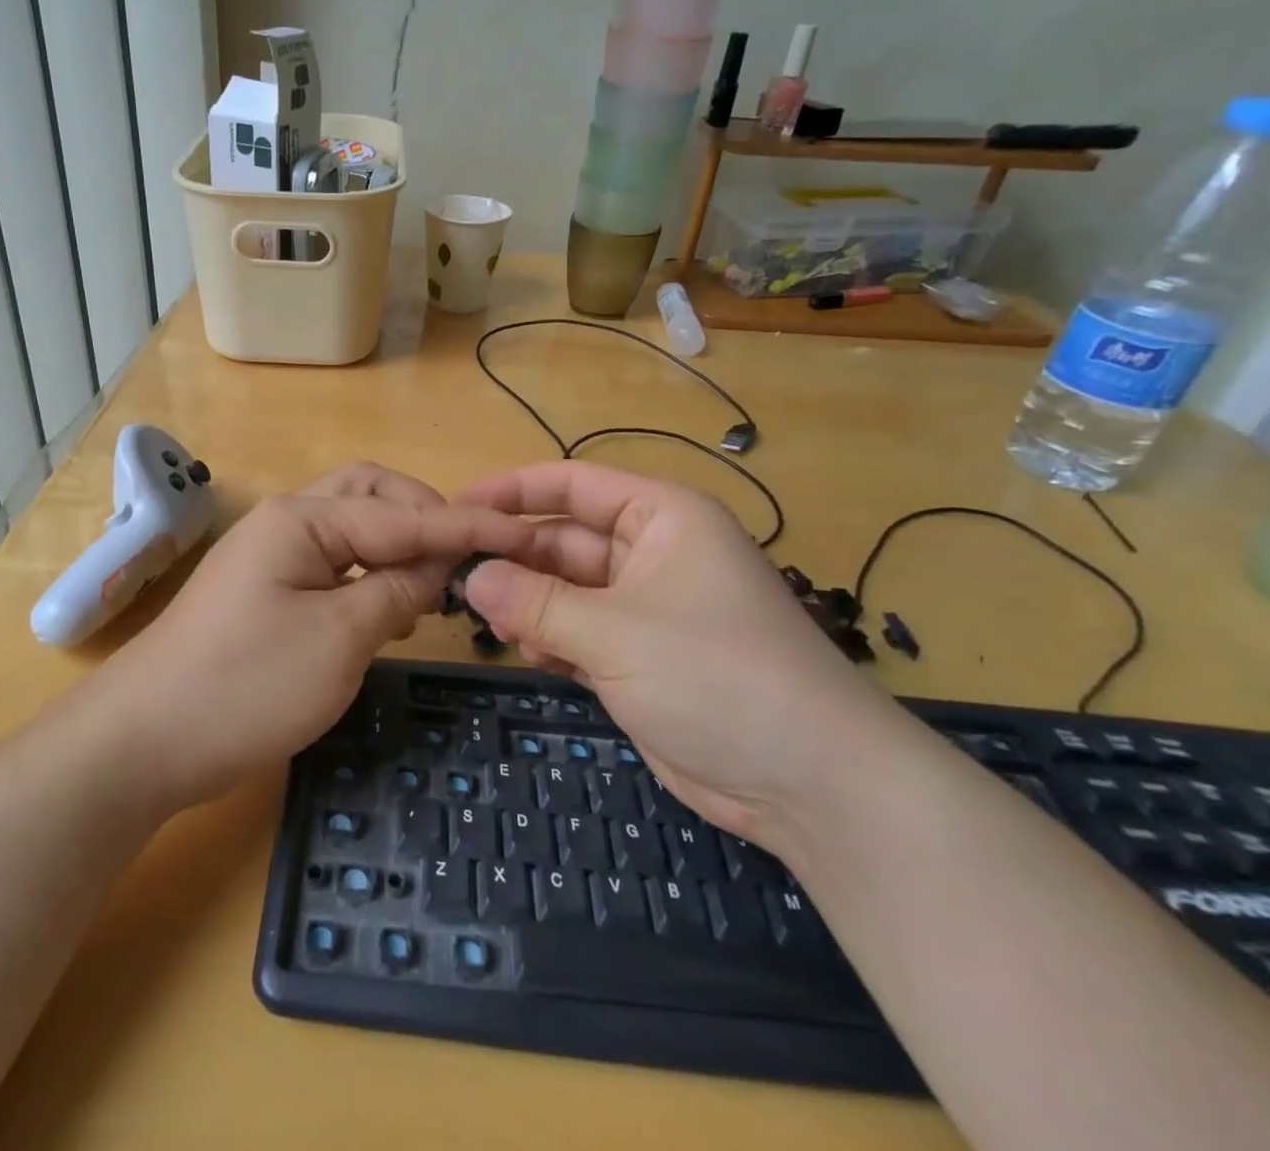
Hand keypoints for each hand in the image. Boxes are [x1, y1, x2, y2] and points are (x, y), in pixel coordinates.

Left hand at [106, 463, 532, 809]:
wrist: (144, 741)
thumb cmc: (246, 685)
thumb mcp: (338, 639)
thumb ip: (396, 593)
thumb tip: (438, 567)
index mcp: (301, 519)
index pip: (401, 513)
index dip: (463, 526)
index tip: (520, 533)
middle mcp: (285, 522)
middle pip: (370, 497)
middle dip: (423, 518)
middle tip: (465, 557)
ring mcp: (272, 557)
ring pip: (351, 531)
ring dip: (397, 547)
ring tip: (435, 585)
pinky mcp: (266, 592)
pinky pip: (332, 565)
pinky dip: (369, 576)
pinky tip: (390, 608)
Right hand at [459, 461, 909, 845]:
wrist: (813, 784)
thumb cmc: (716, 676)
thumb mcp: (615, 632)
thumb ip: (536, 603)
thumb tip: (472, 576)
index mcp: (662, 518)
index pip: (574, 485)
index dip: (514, 491)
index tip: (459, 507)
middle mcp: (654, 554)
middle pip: (566, 540)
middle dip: (516, 558)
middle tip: (457, 577)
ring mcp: (648, 609)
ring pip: (569, 590)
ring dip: (530, 604)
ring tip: (491, 621)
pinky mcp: (643, 659)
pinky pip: (581, 634)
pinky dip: (553, 641)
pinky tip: (533, 657)